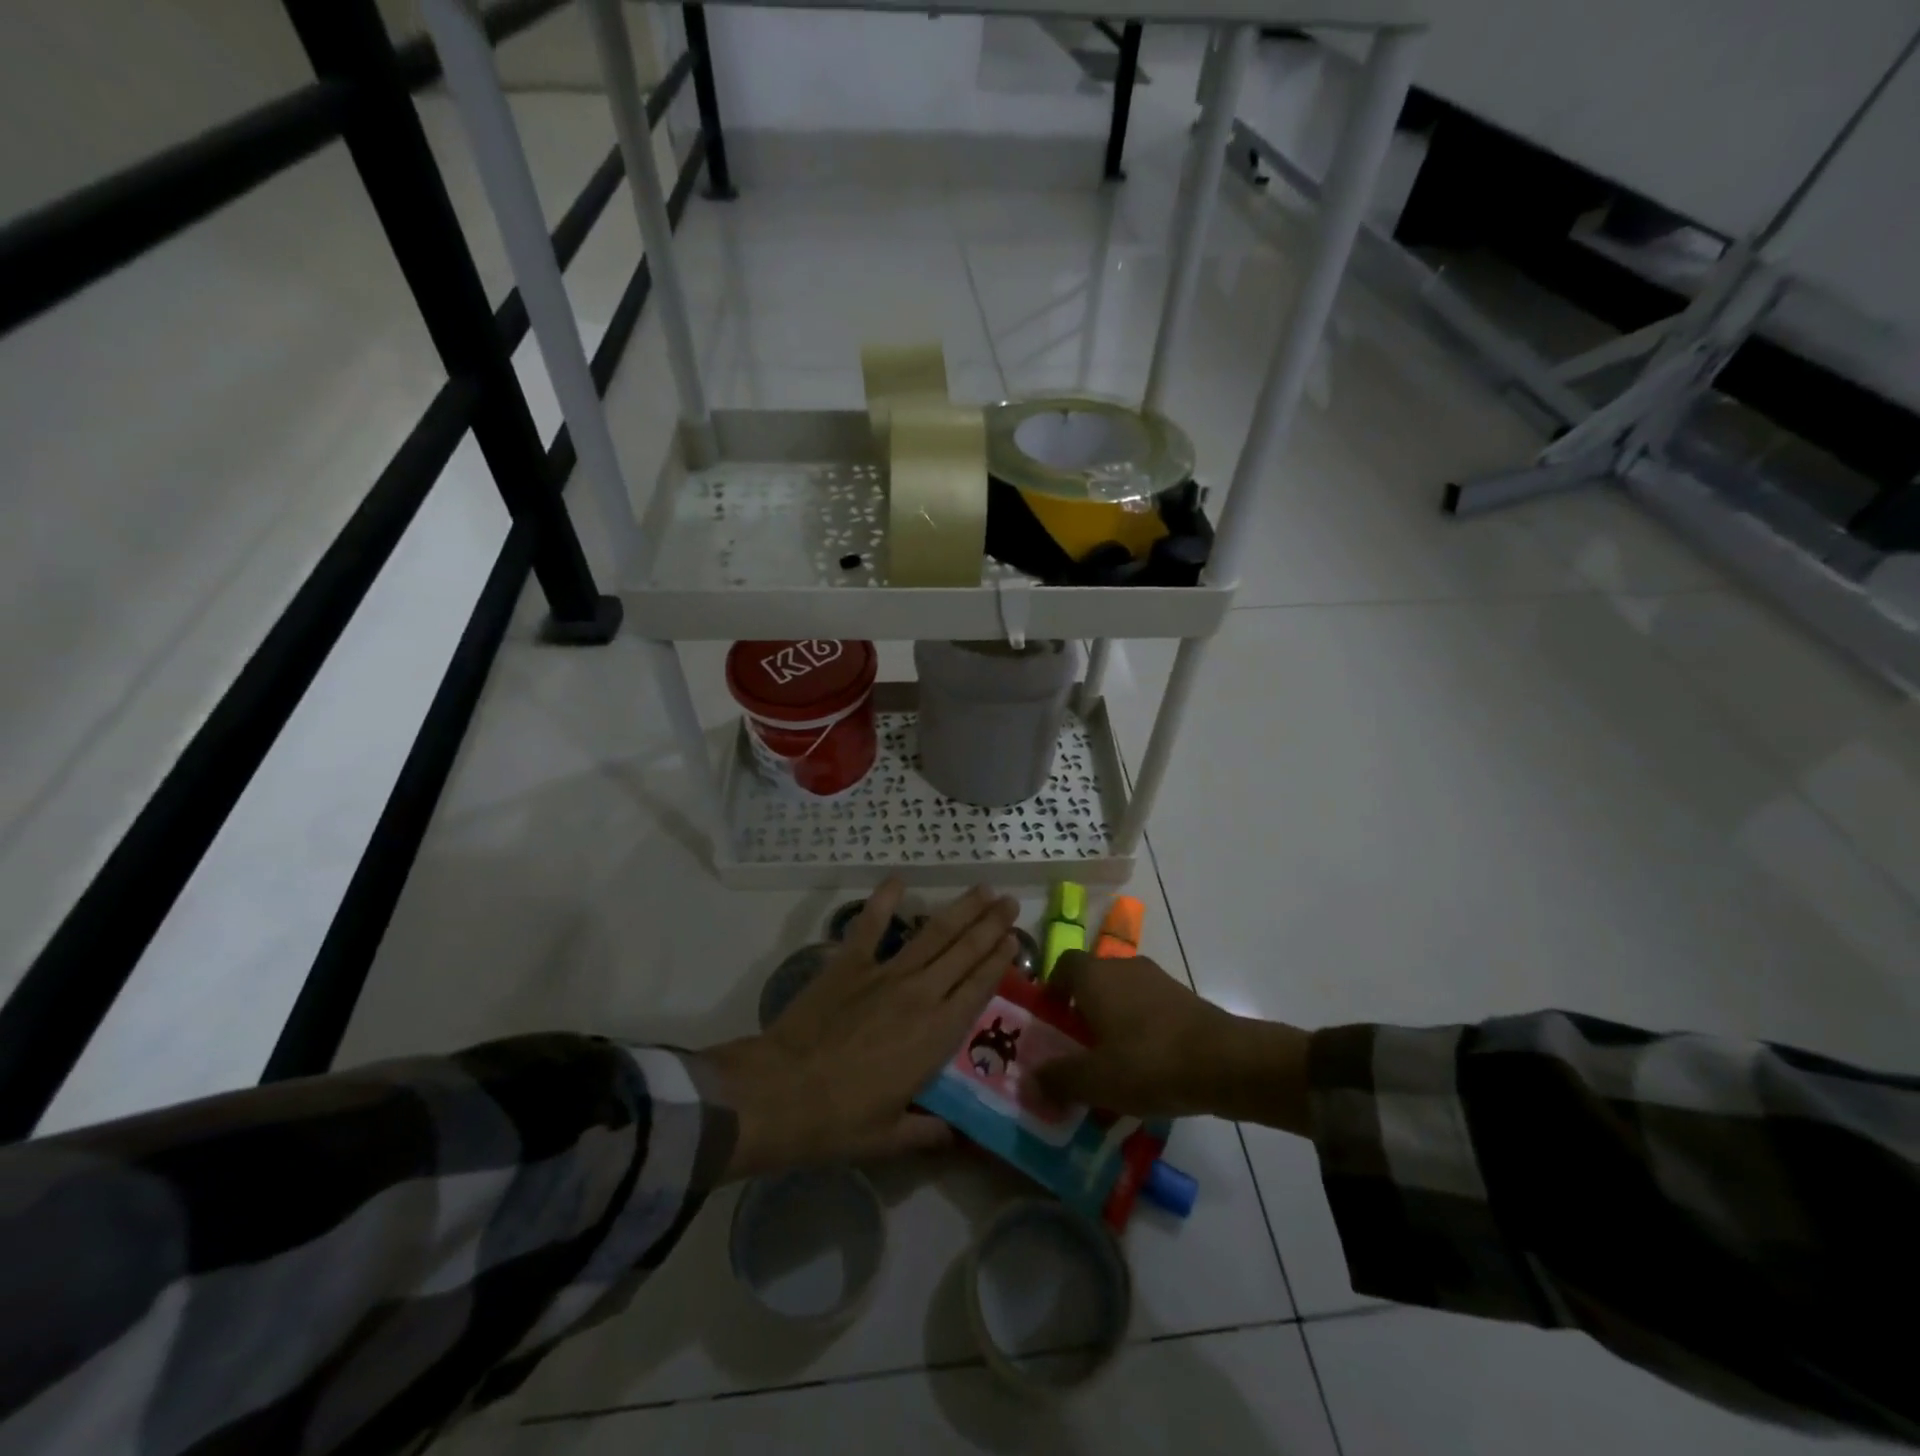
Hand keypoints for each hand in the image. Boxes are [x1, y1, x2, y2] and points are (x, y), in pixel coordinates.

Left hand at [706, 880, 1019, 1177]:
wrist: (781, 1093)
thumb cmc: (839, 1121)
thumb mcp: (890, 1138)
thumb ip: (928, 1133)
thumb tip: (956, 1140)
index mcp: (936, 1034)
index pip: (979, 987)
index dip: (999, 960)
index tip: (1015, 939)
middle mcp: (920, 994)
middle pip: (965, 951)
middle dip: (991, 924)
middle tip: (1010, 903)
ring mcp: (884, 973)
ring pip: (933, 932)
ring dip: (960, 909)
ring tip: (983, 889)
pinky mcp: (849, 962)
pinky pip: (870, 924)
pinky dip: (884, 900)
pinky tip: (897, 879)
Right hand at [1036, 951, 1312, 1134]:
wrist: (1224, 1062)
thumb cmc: (1148, 1062)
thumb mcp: (1095, 1079)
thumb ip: (1058, 1079)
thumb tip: (1028, 1081)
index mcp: (1095, 975)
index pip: (1063, 965)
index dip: (1052, 990)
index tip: (1049, 1021)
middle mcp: (1123, 967)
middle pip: (1093, 981)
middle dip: (1082, 1011)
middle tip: (1076, 1049)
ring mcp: (1157, 980)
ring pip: (1122, 995)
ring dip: (1112, 1022)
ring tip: (1111, 1064)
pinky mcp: (1184, 998)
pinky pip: (1149, 1009)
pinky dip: (1140, 1030)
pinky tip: (1145, 1068)